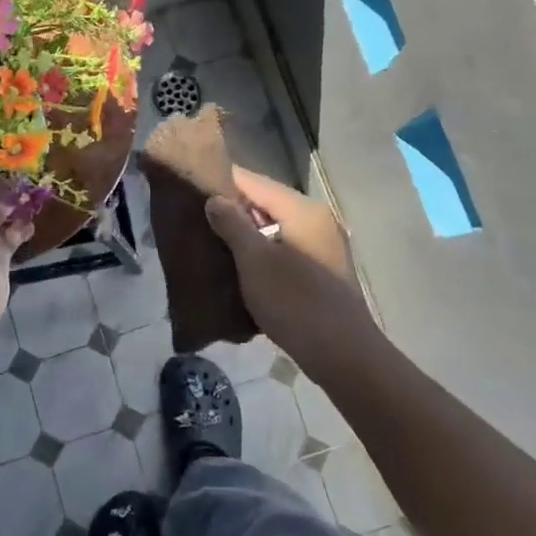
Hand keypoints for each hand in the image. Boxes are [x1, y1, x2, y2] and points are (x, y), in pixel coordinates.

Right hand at [203, 166, 376, 363]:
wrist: (343, 354)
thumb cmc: (295, 302)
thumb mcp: (255, 261)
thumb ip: (232, 225)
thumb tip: (214, 199)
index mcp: (302, 209)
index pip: (254, 181)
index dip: (222, 182)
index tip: (192, 189)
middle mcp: (317, 219)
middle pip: (266, 202)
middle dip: (233, 210)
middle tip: (197, 219)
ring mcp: (324, 245)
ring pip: (276, 227)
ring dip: (247, 233)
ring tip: (213, 242)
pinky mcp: (323, 270)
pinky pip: (286, 247)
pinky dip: (264, 251)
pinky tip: (241, 266)